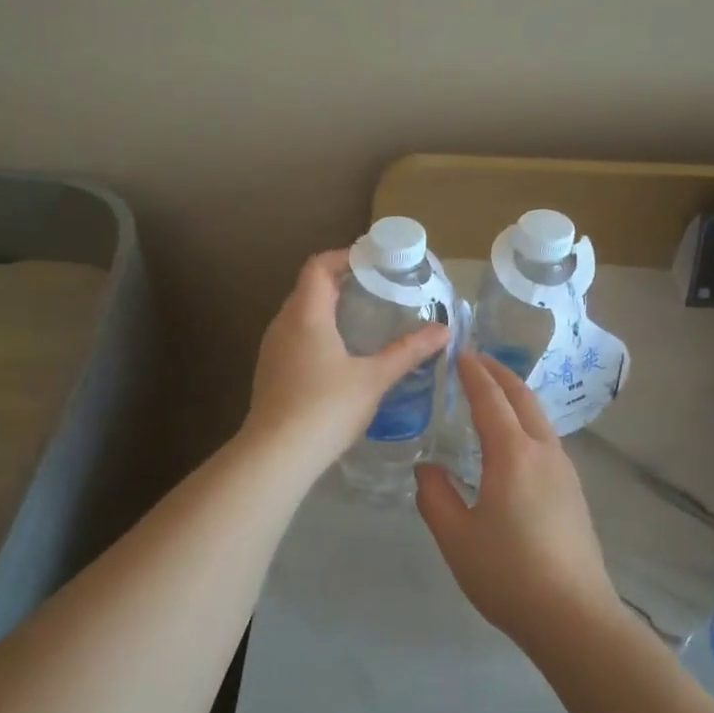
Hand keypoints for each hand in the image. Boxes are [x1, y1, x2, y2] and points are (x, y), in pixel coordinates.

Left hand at [245, 249, 448, 476]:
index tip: (372, 262)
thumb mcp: (373, 378)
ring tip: (362, 319)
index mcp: (306, 314)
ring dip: (327, 309)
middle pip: (309, 288)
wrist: (275, 455)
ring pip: (299, 314)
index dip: (344, 257)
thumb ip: (407, 352)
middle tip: (376, 289)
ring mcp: (272, 349)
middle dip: (340, 283)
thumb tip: (443, 331)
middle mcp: (283, 324)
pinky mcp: (270, 372)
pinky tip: (340, 356)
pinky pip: (294, 337)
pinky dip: (317, 332)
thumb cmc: (326, 408)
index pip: (319, 266)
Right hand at [415, 353, 621, 656]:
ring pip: (539, 418)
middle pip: (522, 398)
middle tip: (476, 361)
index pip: (491, 399)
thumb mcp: (455, 537)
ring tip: (492, 395)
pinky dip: (526, 421)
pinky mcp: (574, 492)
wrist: (573, 616)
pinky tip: (513, 441)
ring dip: (515, 397)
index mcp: (513, 454)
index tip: (460, 353)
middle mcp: (544, 452)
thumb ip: (435, 496)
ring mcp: (565, 471)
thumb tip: (427, 468)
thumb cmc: (508, 574)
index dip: (473, 373)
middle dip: (499, 374)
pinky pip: (546, 439)